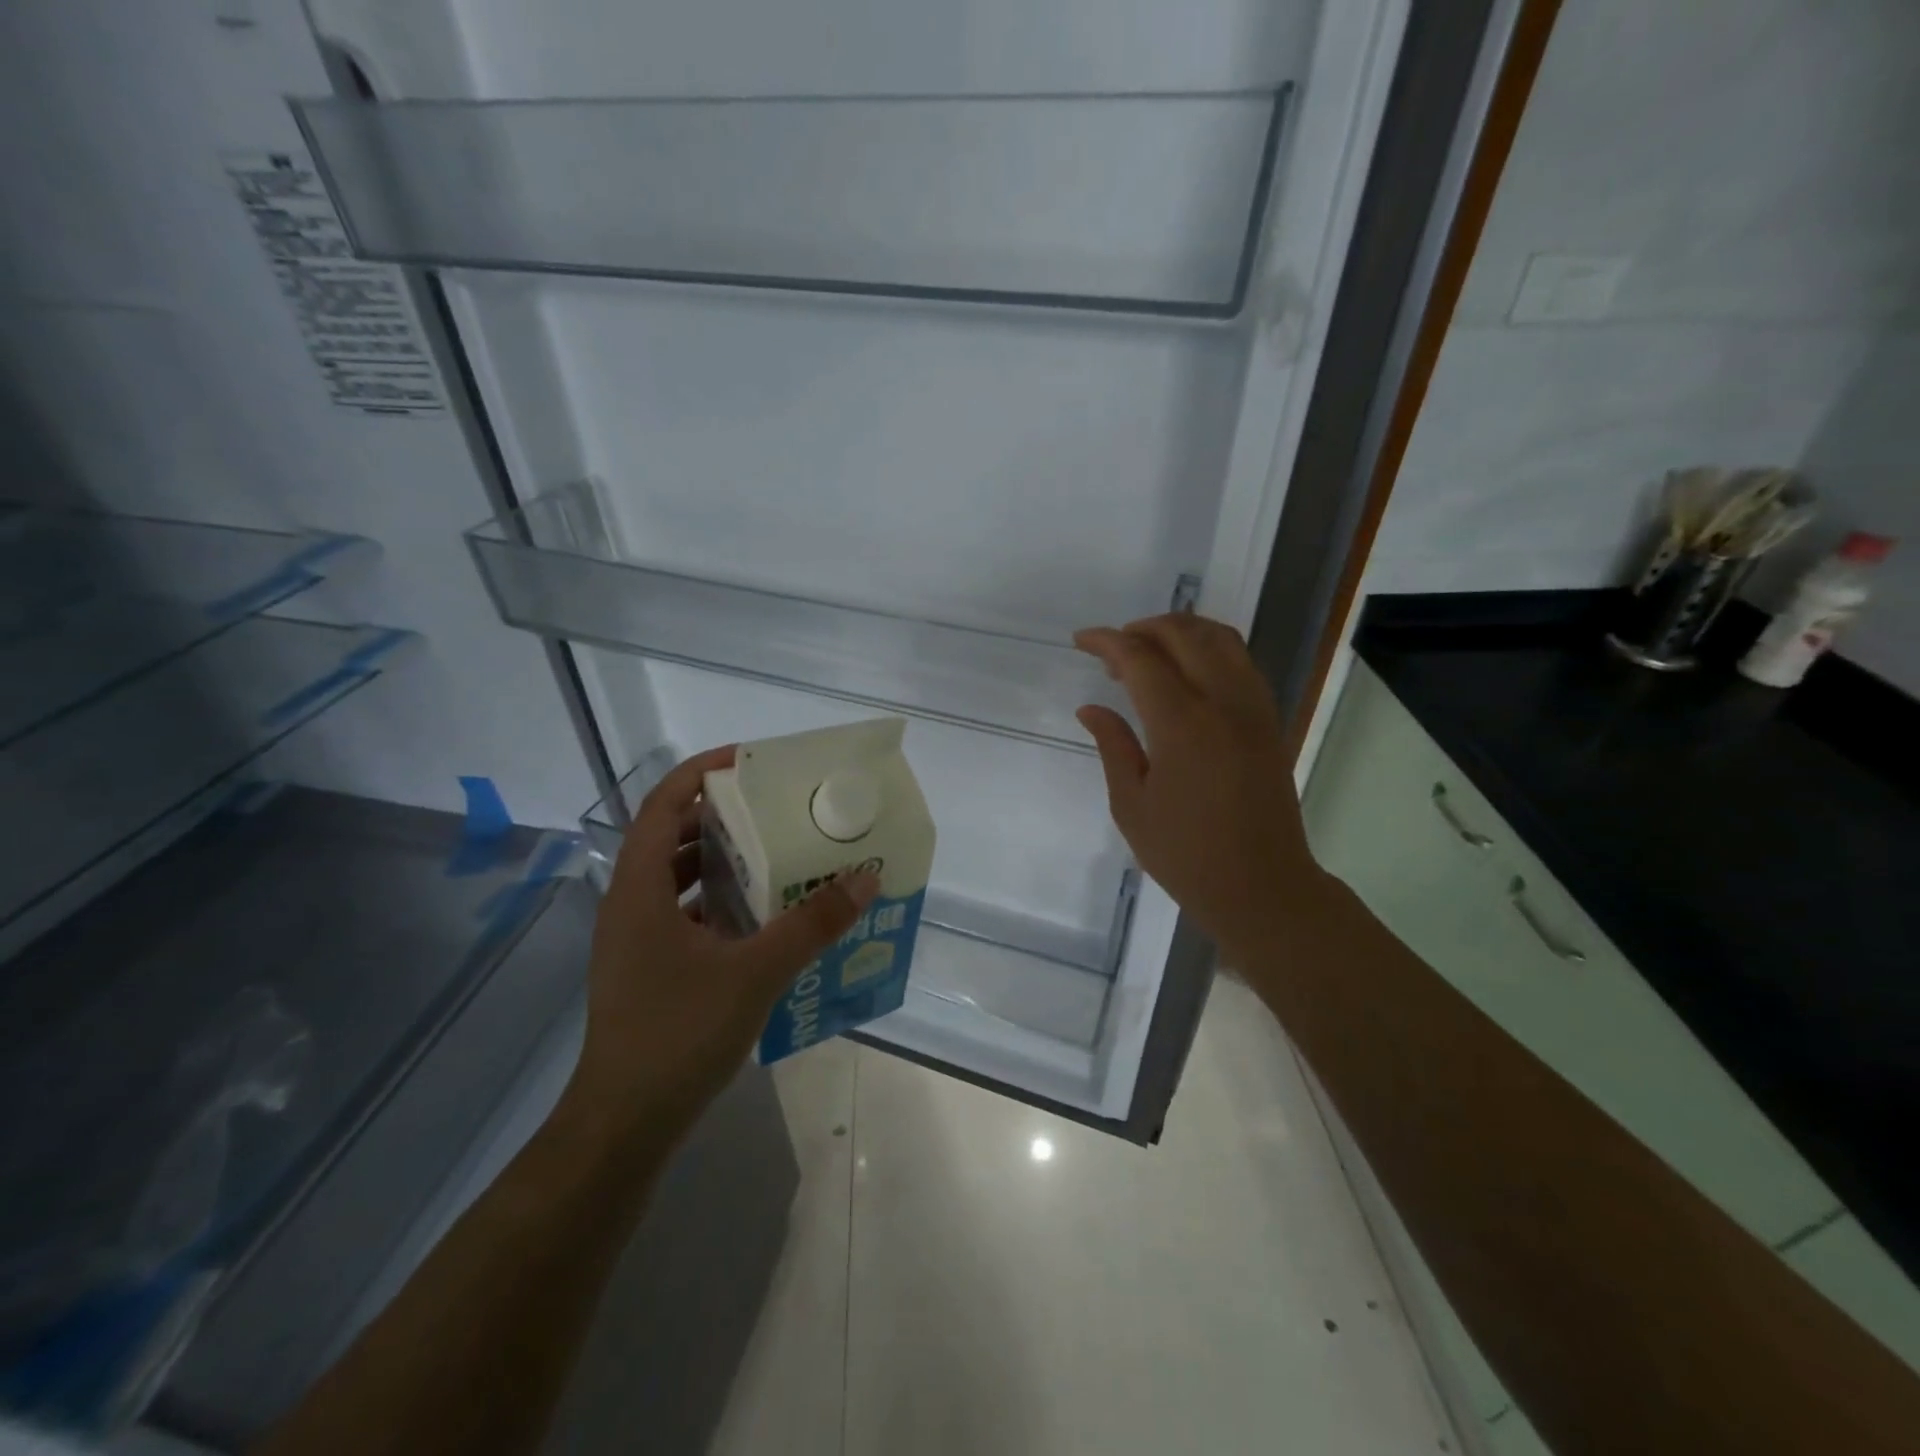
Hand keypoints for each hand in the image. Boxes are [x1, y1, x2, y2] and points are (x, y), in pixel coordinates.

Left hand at [567, 745, 878, 1137]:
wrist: (623, 1125)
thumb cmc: (678, 1034)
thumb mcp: (755, 973)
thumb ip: (811, 924)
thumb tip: (865, 880)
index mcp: (640, 888)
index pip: (663, 803)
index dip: (700, 772)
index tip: (748, 761)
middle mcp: (630, 904)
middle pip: (672, 836)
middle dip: (721, 815)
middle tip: (775, 808)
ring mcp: (635, 939)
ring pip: (677, 878)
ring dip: (721, 860)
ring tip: (774, 854)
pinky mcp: (647, 969)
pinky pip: (683, 913)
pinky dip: (718, 902)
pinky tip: (760, 918)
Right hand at [1074, 615, 1324, 964]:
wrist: (1261, 887)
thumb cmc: (1186, 854)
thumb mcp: (1132, 804)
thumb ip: (1113, 746)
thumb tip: (1091, 709)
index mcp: (1182, 724)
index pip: (1141, 659)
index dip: (1107, 642)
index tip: (1081, 640)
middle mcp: (1223, 703)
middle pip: (1185, 635)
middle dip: (1143, 628)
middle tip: (1112, 647)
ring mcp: (1253, 709)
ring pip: (1221, 639)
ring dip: (1181, 631)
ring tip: (1148, 648)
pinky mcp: (1269, 721)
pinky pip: (1241, 662)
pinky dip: (1210, 649)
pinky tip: (1188, 671)